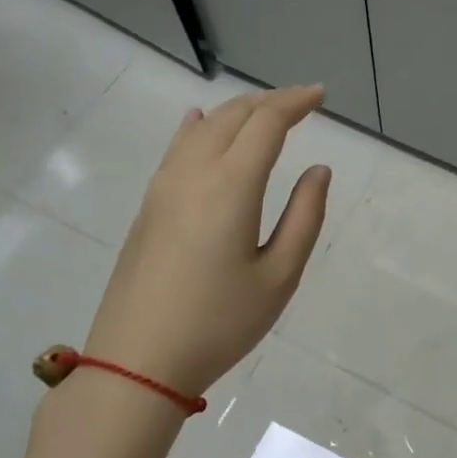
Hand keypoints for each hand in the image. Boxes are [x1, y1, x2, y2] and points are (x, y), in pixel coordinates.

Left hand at [84, 85, 330, 399]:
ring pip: (202, 128)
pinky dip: (198, 127)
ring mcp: (164, 187)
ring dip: (237, 112)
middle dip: (269, 101)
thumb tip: (318, 170)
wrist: (136, 362)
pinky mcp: (148, 206)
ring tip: (265, 113)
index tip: (320, 95)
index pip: (266, 123)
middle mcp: (193, 173)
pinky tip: (199, 122)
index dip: (295, 102)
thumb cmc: (219, 323)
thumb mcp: (279, 277)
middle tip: (301, 103)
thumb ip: (304, 217)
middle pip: (233, 116)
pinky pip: (177, 148)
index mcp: (231, 186)